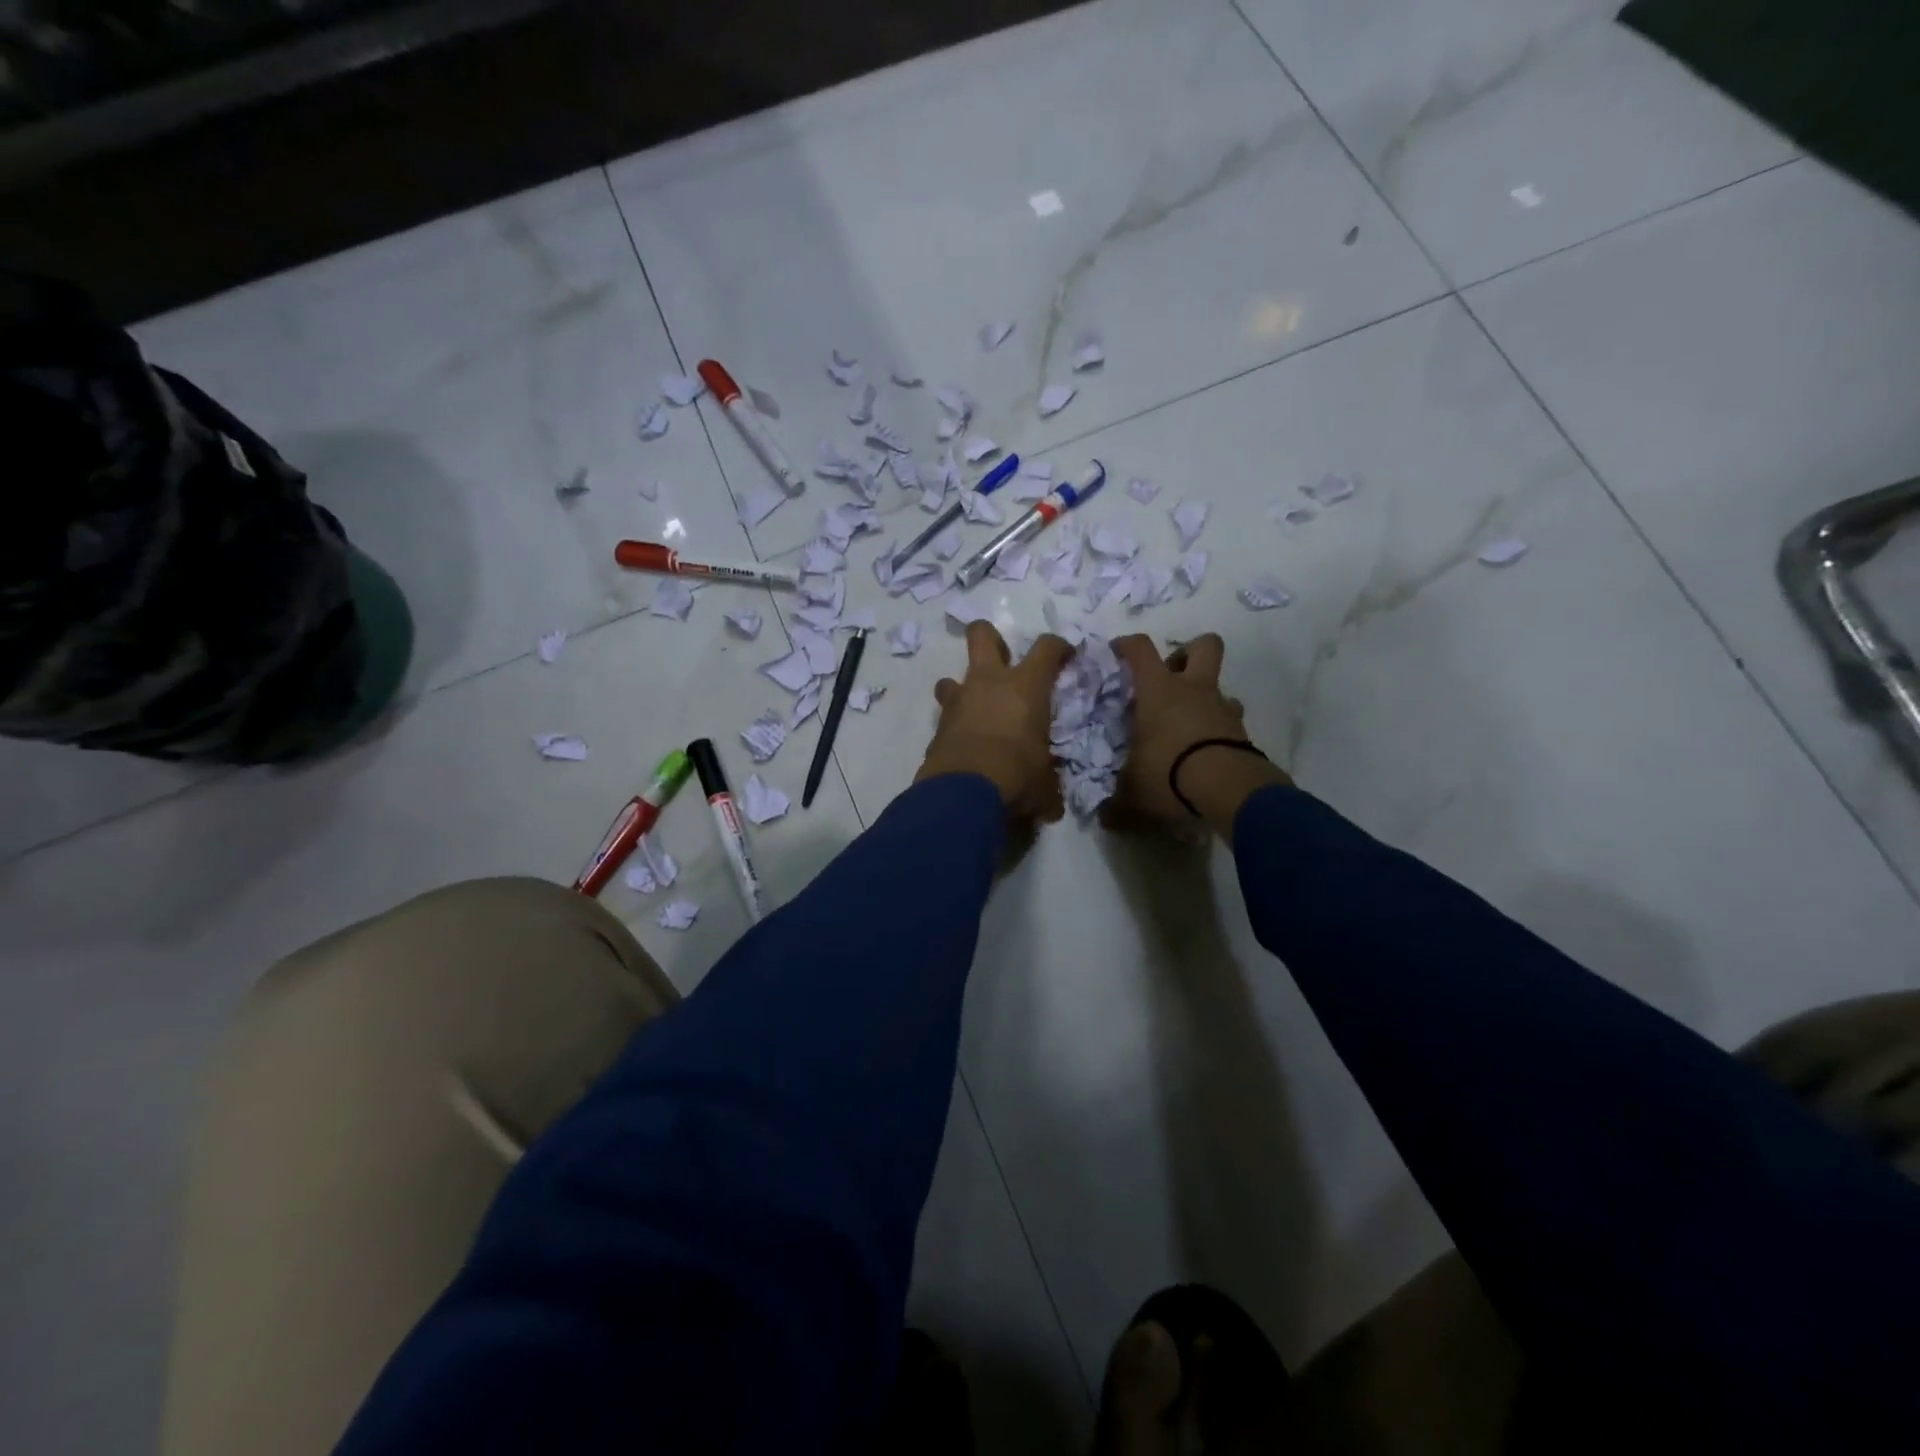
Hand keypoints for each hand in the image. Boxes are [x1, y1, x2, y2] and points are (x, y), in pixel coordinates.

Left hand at [917, 622, 1075, 821]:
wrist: (963, 792)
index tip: (1065, 656)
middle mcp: (988, 682)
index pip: (1047, 648)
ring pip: (951, 677)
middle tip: (1000, 655)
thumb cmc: (1017, 775)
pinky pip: (945, 717)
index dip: (1059, 647)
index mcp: (1026, 686)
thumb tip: (1051, 804)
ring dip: (961, 688)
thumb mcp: (1045, 781)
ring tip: (973, 708)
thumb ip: (1047, 781)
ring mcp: (958, 701)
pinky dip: (953, 726)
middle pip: (981, 635)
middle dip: (989, 637)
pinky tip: (962, 745)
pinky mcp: (937, 727)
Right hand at [1107, 634, 1290, 836]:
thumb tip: (1103, 819)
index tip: (1117, 652)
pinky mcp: (1244, 733)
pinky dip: (1218, 730)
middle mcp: (1194, 689)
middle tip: (1171, 677)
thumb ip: (1116, 802)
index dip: (1127, 645)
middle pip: (1203, 646)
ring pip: (1221, 687)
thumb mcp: (1132, 790)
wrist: (1228, 789)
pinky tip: (1206, 752)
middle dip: (1187, 654)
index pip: (1140, 649)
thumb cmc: (1169, 772)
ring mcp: (1223, 708)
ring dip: (1206, 698)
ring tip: (1188, 724)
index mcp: (1159, 690)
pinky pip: (1230, 721)